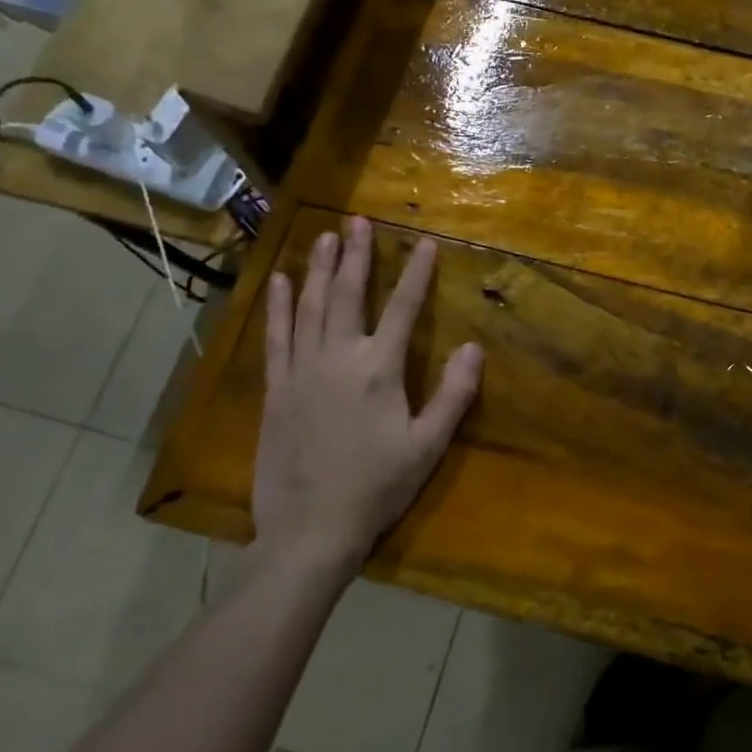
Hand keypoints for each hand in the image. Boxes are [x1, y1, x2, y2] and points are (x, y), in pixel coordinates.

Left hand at [252, 217, 482, 575]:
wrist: (309, 531)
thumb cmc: (376, 488)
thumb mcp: (428, 446)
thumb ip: (453, 394)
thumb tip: (475, 347)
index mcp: (379, 369)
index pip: (402, 308)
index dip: (416, 273)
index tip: (426, 243)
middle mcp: (338, 358)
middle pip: (348, 295)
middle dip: (356, 254)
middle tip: (356, 219)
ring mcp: (301, 371)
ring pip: (310, 307)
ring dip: (318, 269)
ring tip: (323, 236)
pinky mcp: (276, 388)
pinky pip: (277, 336)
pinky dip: (278, 306)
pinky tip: (279, 282)